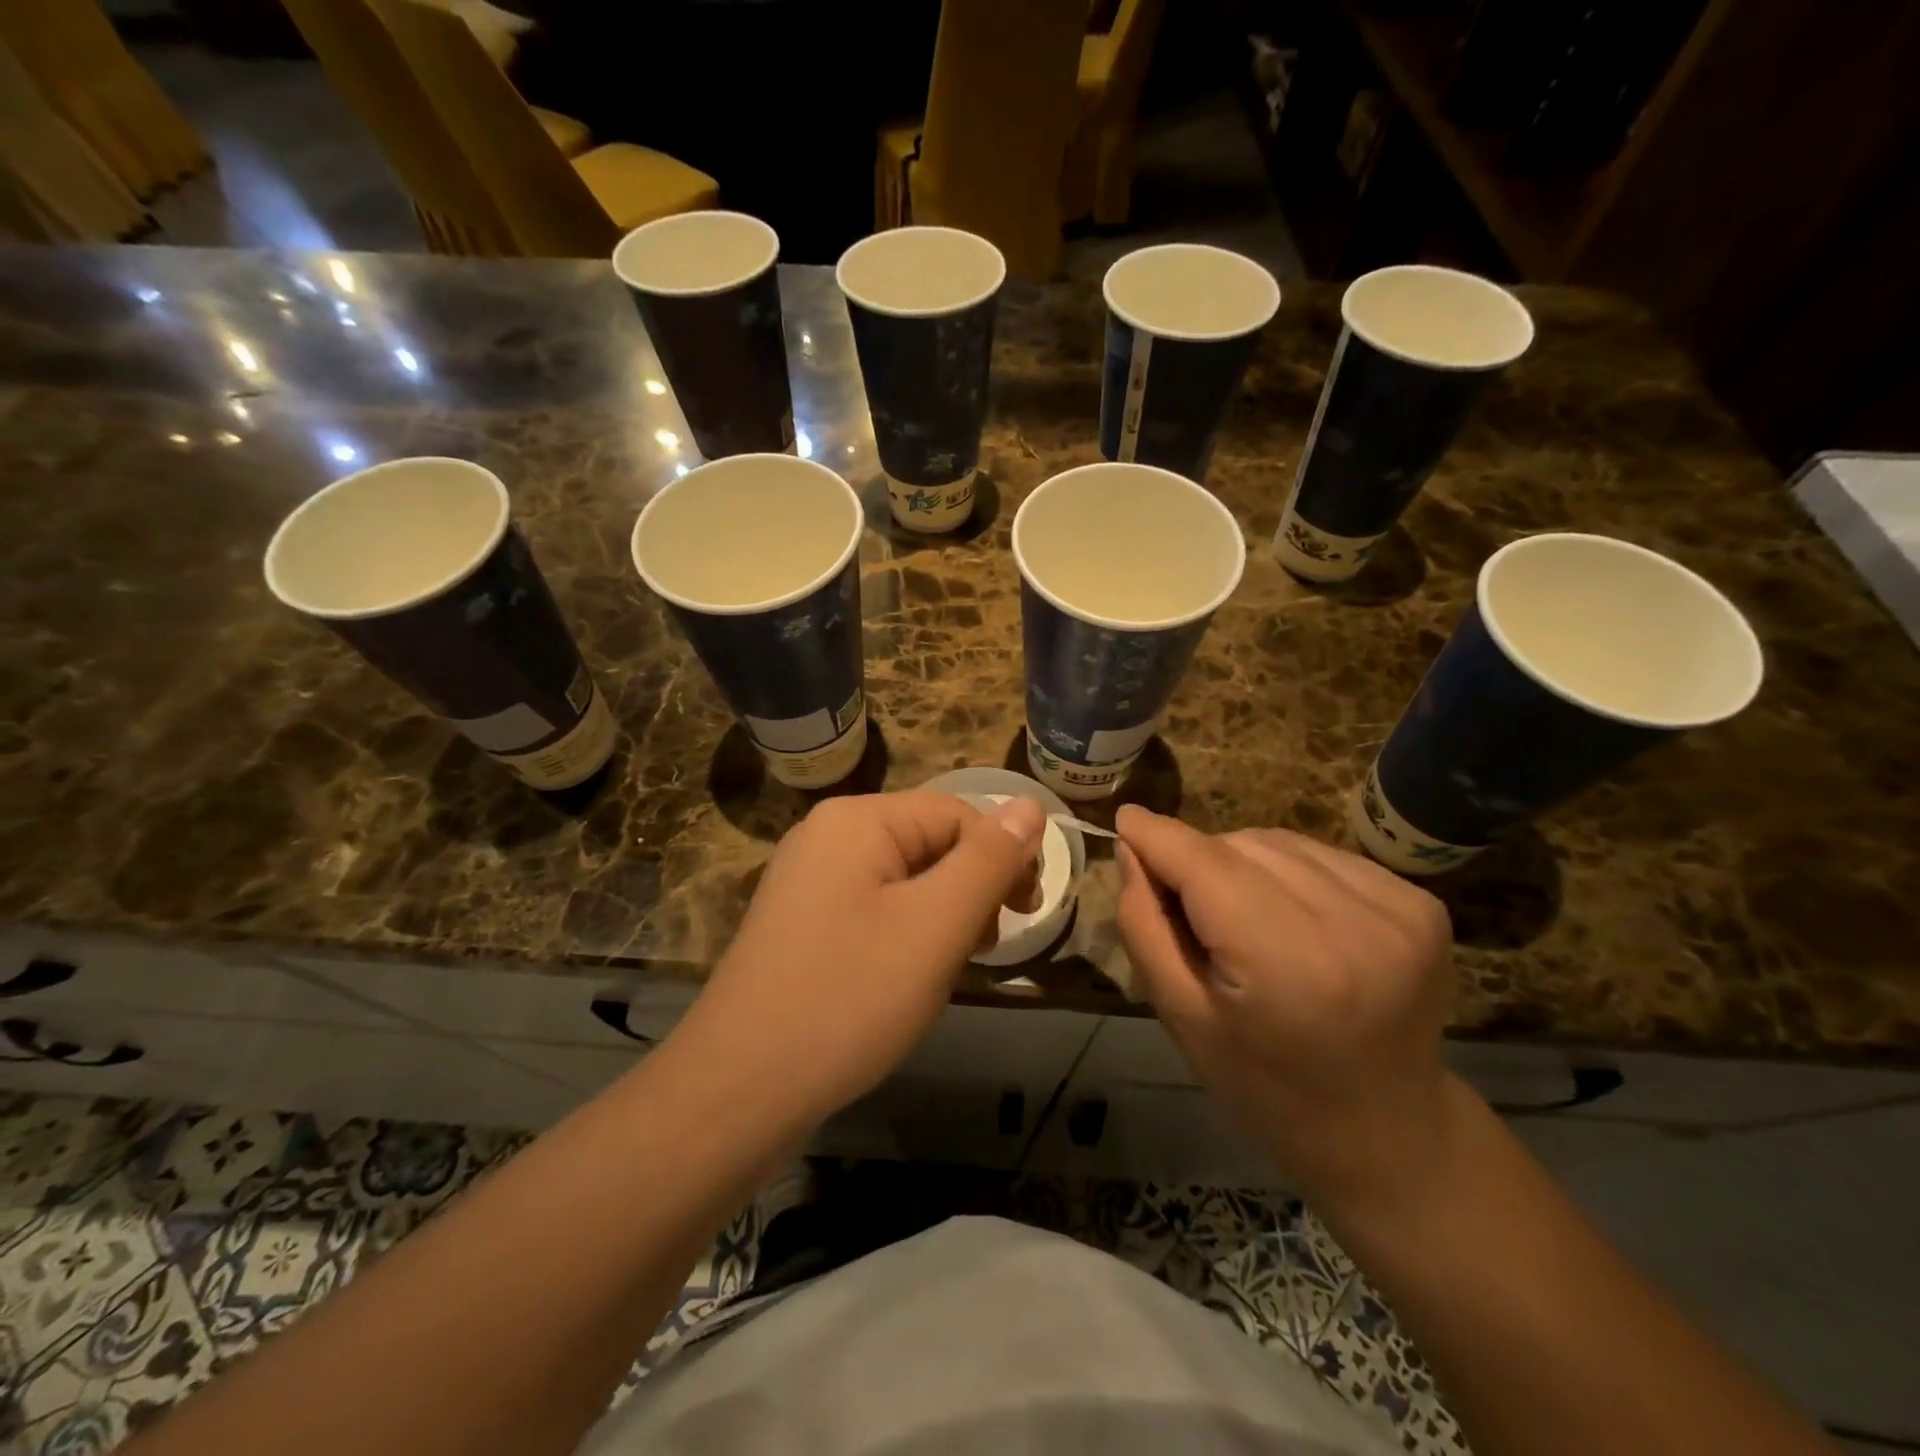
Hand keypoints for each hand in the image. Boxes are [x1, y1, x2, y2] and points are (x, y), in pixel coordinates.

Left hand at [682, 790, 1045, 1127]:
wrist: (739, 1088)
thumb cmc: (849, 997)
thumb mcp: (936, 926)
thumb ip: (988, 861)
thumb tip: (1029, 805)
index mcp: (856, 820)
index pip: (957, 814)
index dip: (1002, 857)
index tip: (1025, 915)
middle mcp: (826, 836)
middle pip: (928, 843)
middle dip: (968, 890)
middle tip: (983, 948)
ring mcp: (807, 879)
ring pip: (903, 880)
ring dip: (940, 916)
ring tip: (946, 969)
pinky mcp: (800, 921)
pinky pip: (872, 908)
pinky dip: (905, 934)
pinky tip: (905, 978)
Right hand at [1115, 805, 1456, 1208]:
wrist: (1387, 1131)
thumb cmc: (1265, 1086)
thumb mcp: (1182, 1017)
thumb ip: (1146, 926)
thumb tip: (1132, 848)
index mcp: (1287, 961)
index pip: (1205, 864)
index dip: (1159, 835)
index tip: (1124, 818)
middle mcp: (1352, 921)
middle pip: (1241, 846)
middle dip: (1201, 862)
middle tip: (1189, 910)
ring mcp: (1398, 908)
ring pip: (1281, 843)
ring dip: (1244, 862)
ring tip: (1242, 916)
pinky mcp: (1421, 902)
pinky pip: (1323, 856)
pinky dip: (1290, 872)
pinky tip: (1291, 918)